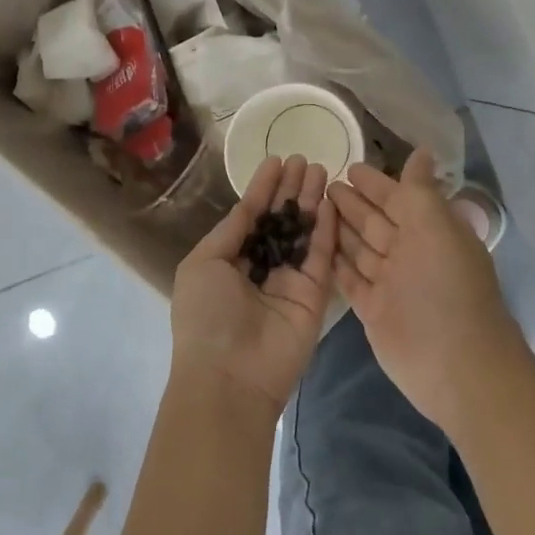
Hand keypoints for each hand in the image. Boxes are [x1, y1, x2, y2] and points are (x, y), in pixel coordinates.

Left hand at [171, 154, 337, 415]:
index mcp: (229, 260)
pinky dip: (326, 228)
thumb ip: (230, 232)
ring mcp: (289, 281)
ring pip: (303, 233)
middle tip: (306, 159)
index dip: (264, 188)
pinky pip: (321, 256)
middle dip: (291, 190)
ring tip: (320, 169)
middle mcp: (260, 267)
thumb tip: (248, 205)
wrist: (230, 376)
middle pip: (280, 220)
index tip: (278, 160)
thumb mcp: (203, 263)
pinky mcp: (314, 296)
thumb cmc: (206, 316)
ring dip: (311, 202)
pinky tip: (330, 201)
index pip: (251, 216)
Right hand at [328, 148, 527, 433]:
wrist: (456, 367)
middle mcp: (411, 254)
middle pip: (376, 222)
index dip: (376, 183)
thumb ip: (420, 191)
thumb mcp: (436, 228)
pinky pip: (351, 279)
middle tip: (323, 184)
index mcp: (431, 231)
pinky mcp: (374, 311)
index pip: (399, 198)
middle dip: (353, 203)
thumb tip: (423, 152)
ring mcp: (392, 284)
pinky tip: (317, 247)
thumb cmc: (446, 288)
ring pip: (361, 249)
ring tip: (314, 208)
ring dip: (341, 229)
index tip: (349, 166)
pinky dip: (337, 263)